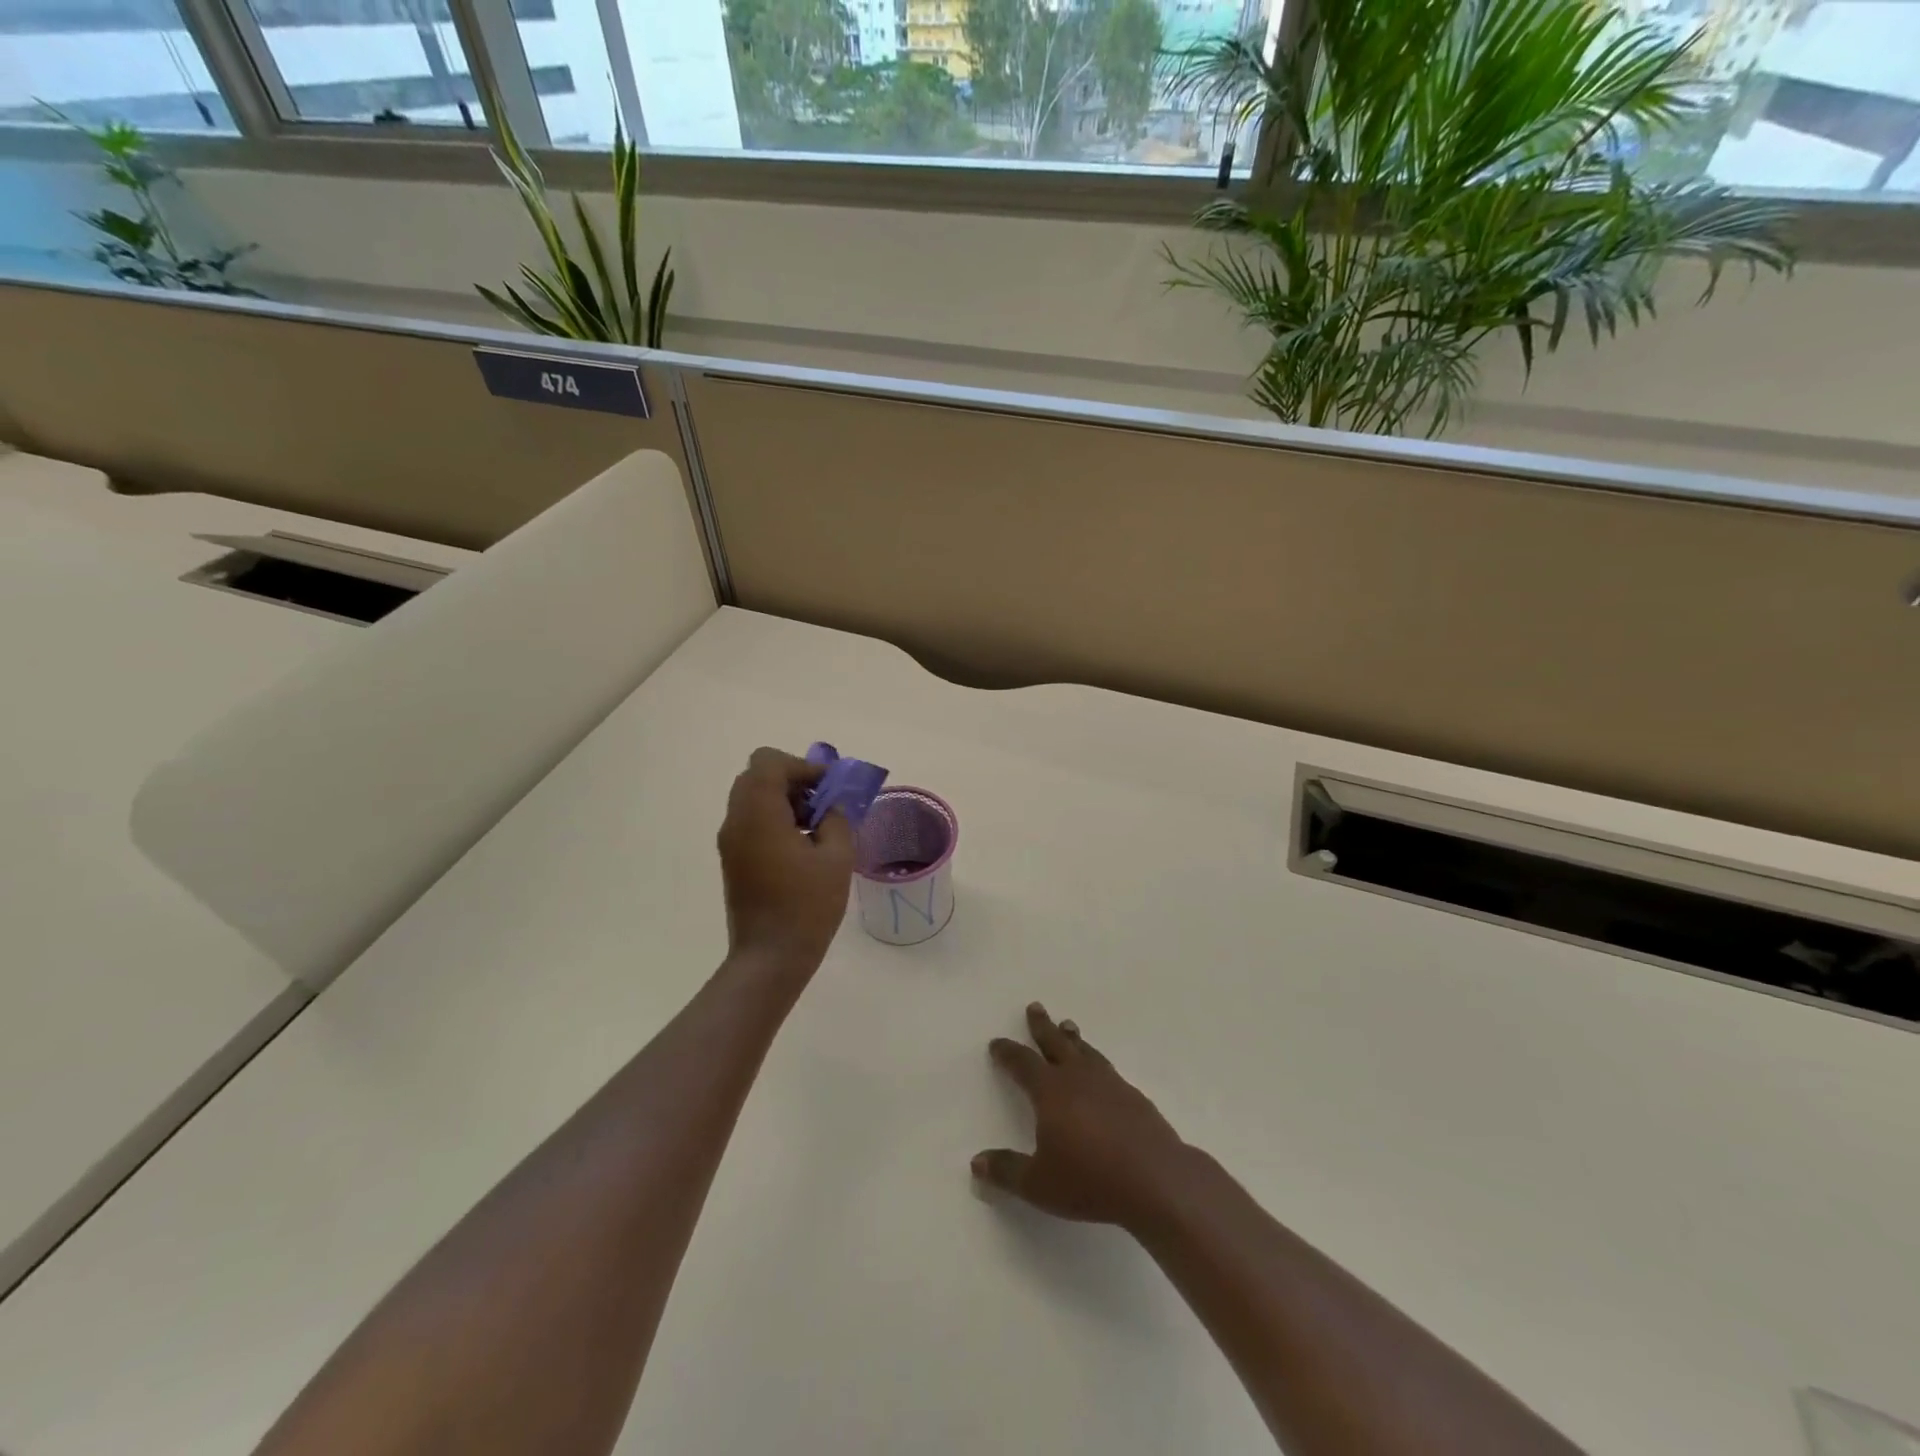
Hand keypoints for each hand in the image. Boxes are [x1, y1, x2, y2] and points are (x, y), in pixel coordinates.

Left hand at [717, 747, 854, 978]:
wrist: (770, 957)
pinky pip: (750, 821)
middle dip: (793, 780)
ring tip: (816, 826)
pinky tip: (801, 846)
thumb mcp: (837, 857)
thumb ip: (837, 819)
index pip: (769, 762)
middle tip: (823, 803)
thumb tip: (831, 808)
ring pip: (752, 797)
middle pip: (758, 776)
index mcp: (759, 813)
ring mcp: (730, 841)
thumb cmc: (807, 906)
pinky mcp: (732, 859)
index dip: (802, 765)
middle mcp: (736, 820)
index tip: (828, 788)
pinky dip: (774, 818)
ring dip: (784, 800)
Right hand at [972, 1003, 1193, 1231]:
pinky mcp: (1134, 1096)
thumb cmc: (1089, 1179)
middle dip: (1042, 1026)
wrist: (1155, 1179)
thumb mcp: (1038, 1184)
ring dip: (1073, 1038)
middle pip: (1056, 1043)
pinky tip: (1101, 1070)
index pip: (1023, 1063)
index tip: (997, 1042)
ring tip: (1068, 1025)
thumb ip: (1006, 1171)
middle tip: (1035, 1006)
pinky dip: (1097, 1061)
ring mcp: (1109, 1083)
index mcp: (1050, 1091)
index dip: (1008, 1053)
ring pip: (1085, 1051)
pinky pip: (1108, 1068)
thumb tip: (976, 1163)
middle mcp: (1078, 1077)